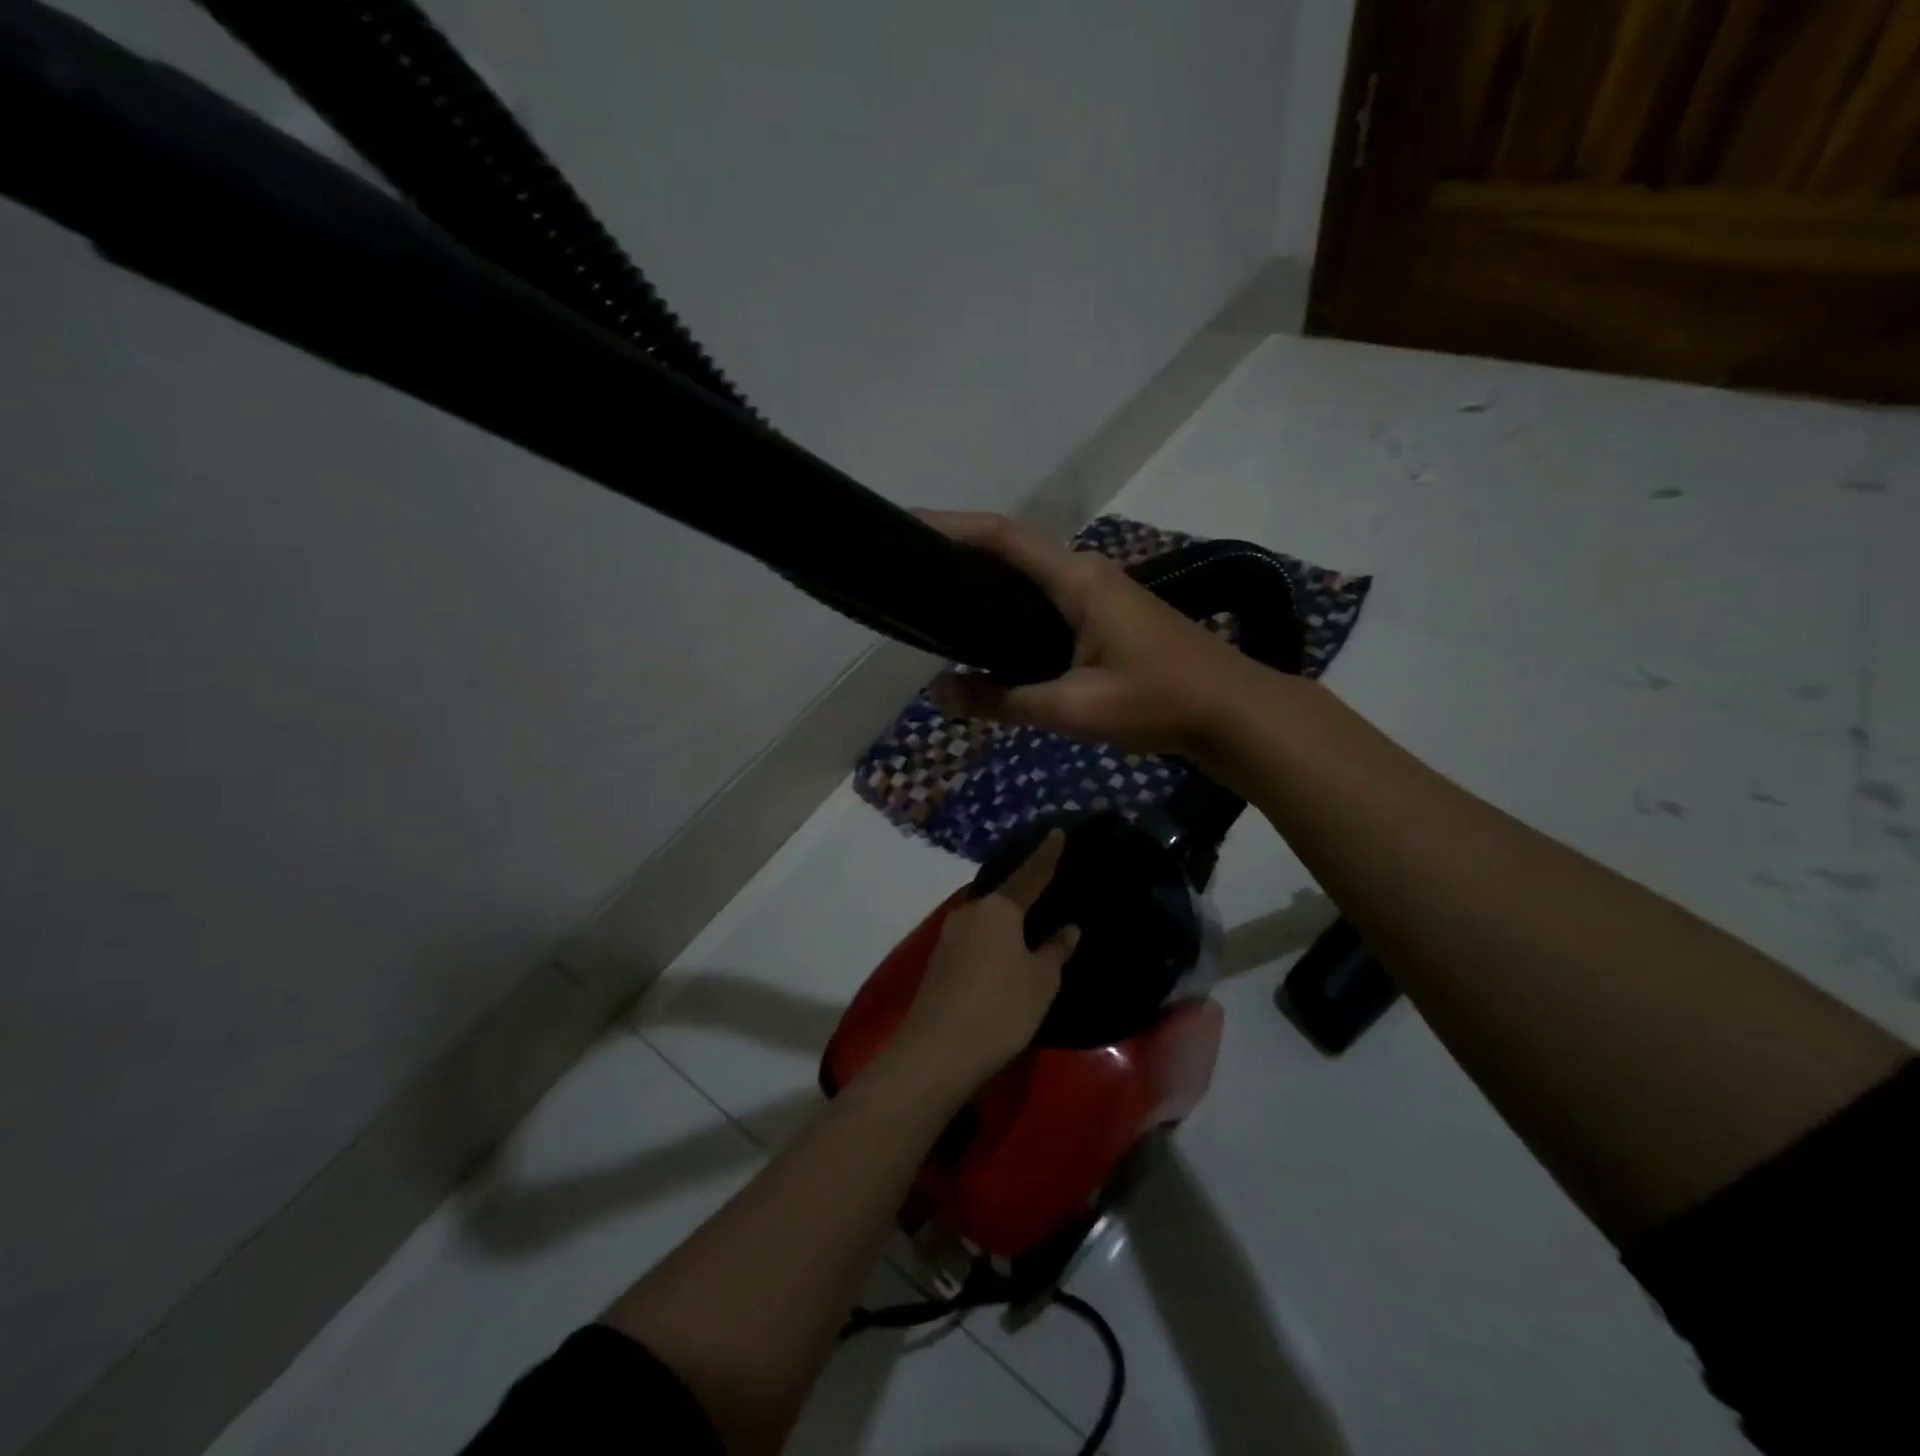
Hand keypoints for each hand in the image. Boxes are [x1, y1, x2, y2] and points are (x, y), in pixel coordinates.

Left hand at [894, 829, 1079, 1091]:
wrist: (937, 1050)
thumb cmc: (1001, 1008)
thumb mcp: (1041, 981)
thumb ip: (1055, 949)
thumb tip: (1067, 927)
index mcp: (999, 908)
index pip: (1030, 874)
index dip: (1047, 855)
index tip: (1056, 832)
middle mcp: (971, 912)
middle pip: (1003, 895)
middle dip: (1023, 891)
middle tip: (1046, 888)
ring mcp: (949, 935)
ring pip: (986, 917)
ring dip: (1005, 919)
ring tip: (1028, 923)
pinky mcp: (939, 960)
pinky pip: (974, 937)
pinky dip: (991, 938)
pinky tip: (1002, 951)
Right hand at [922, 510, 1265, 760]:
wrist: (1235, 713)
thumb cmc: (1159, 702)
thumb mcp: (1074, 708)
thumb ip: (1004, 701)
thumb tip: (940, 695)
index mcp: (1077, 580)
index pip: (1002, 538)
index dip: (951, 527)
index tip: (905, 526)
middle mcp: (1086, 574)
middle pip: (1011, 551)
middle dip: (960, 553)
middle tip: (909, 573)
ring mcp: (1101, 594)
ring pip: (1030, 578)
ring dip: (986, 582)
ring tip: (937, 602)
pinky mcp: (1108, 618)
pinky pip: (1047, 602)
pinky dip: (1012, 608)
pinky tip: (992, 636)